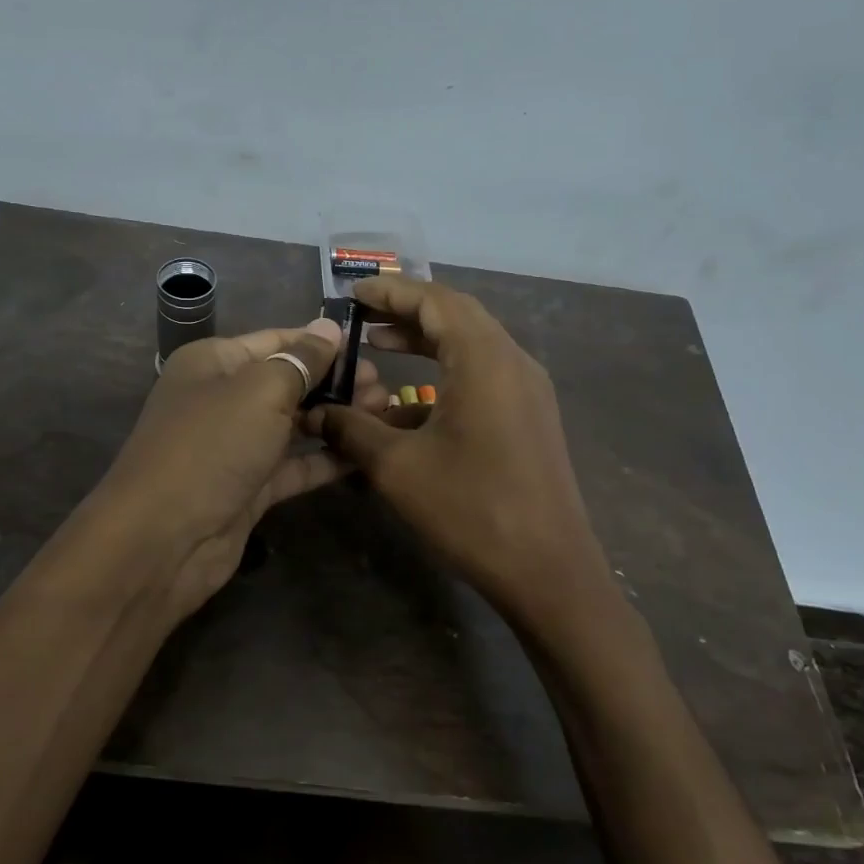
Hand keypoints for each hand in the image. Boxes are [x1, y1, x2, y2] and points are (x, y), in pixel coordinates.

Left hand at [97, 319, 383, 622]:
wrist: (164, 540)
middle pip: (288, 382)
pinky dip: (326, 459)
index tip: (368, 347)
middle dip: (335, 381)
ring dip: (336, 418)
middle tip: (385, 387)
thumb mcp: (260, 392)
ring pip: (294, 425)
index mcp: (214, 362)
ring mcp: (236, 446)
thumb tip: (328, 327)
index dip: (320, 342)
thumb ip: (301, 360)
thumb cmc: (211, 446)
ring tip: (385, 413)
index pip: (276, 341)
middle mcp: (223, 399)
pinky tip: (365, 452)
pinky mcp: (249, 488)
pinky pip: (294, 465)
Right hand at [315, 279, 610, 622]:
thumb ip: (352, 431)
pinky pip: (484, 377)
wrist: (548, 571)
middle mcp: (513, 362)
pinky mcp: (530, 417)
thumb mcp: (398, 468)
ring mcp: (527, 390)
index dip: (391, 292)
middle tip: (362, 317)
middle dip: (407, 312)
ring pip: (471, 346)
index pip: (435, 300)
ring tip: (380, 345)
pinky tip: (409, 406)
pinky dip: (445, 376)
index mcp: (484, 359)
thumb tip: (315, 413)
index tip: (352, 293)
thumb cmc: (471, 510)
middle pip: (456, 316)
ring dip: (427, 341)